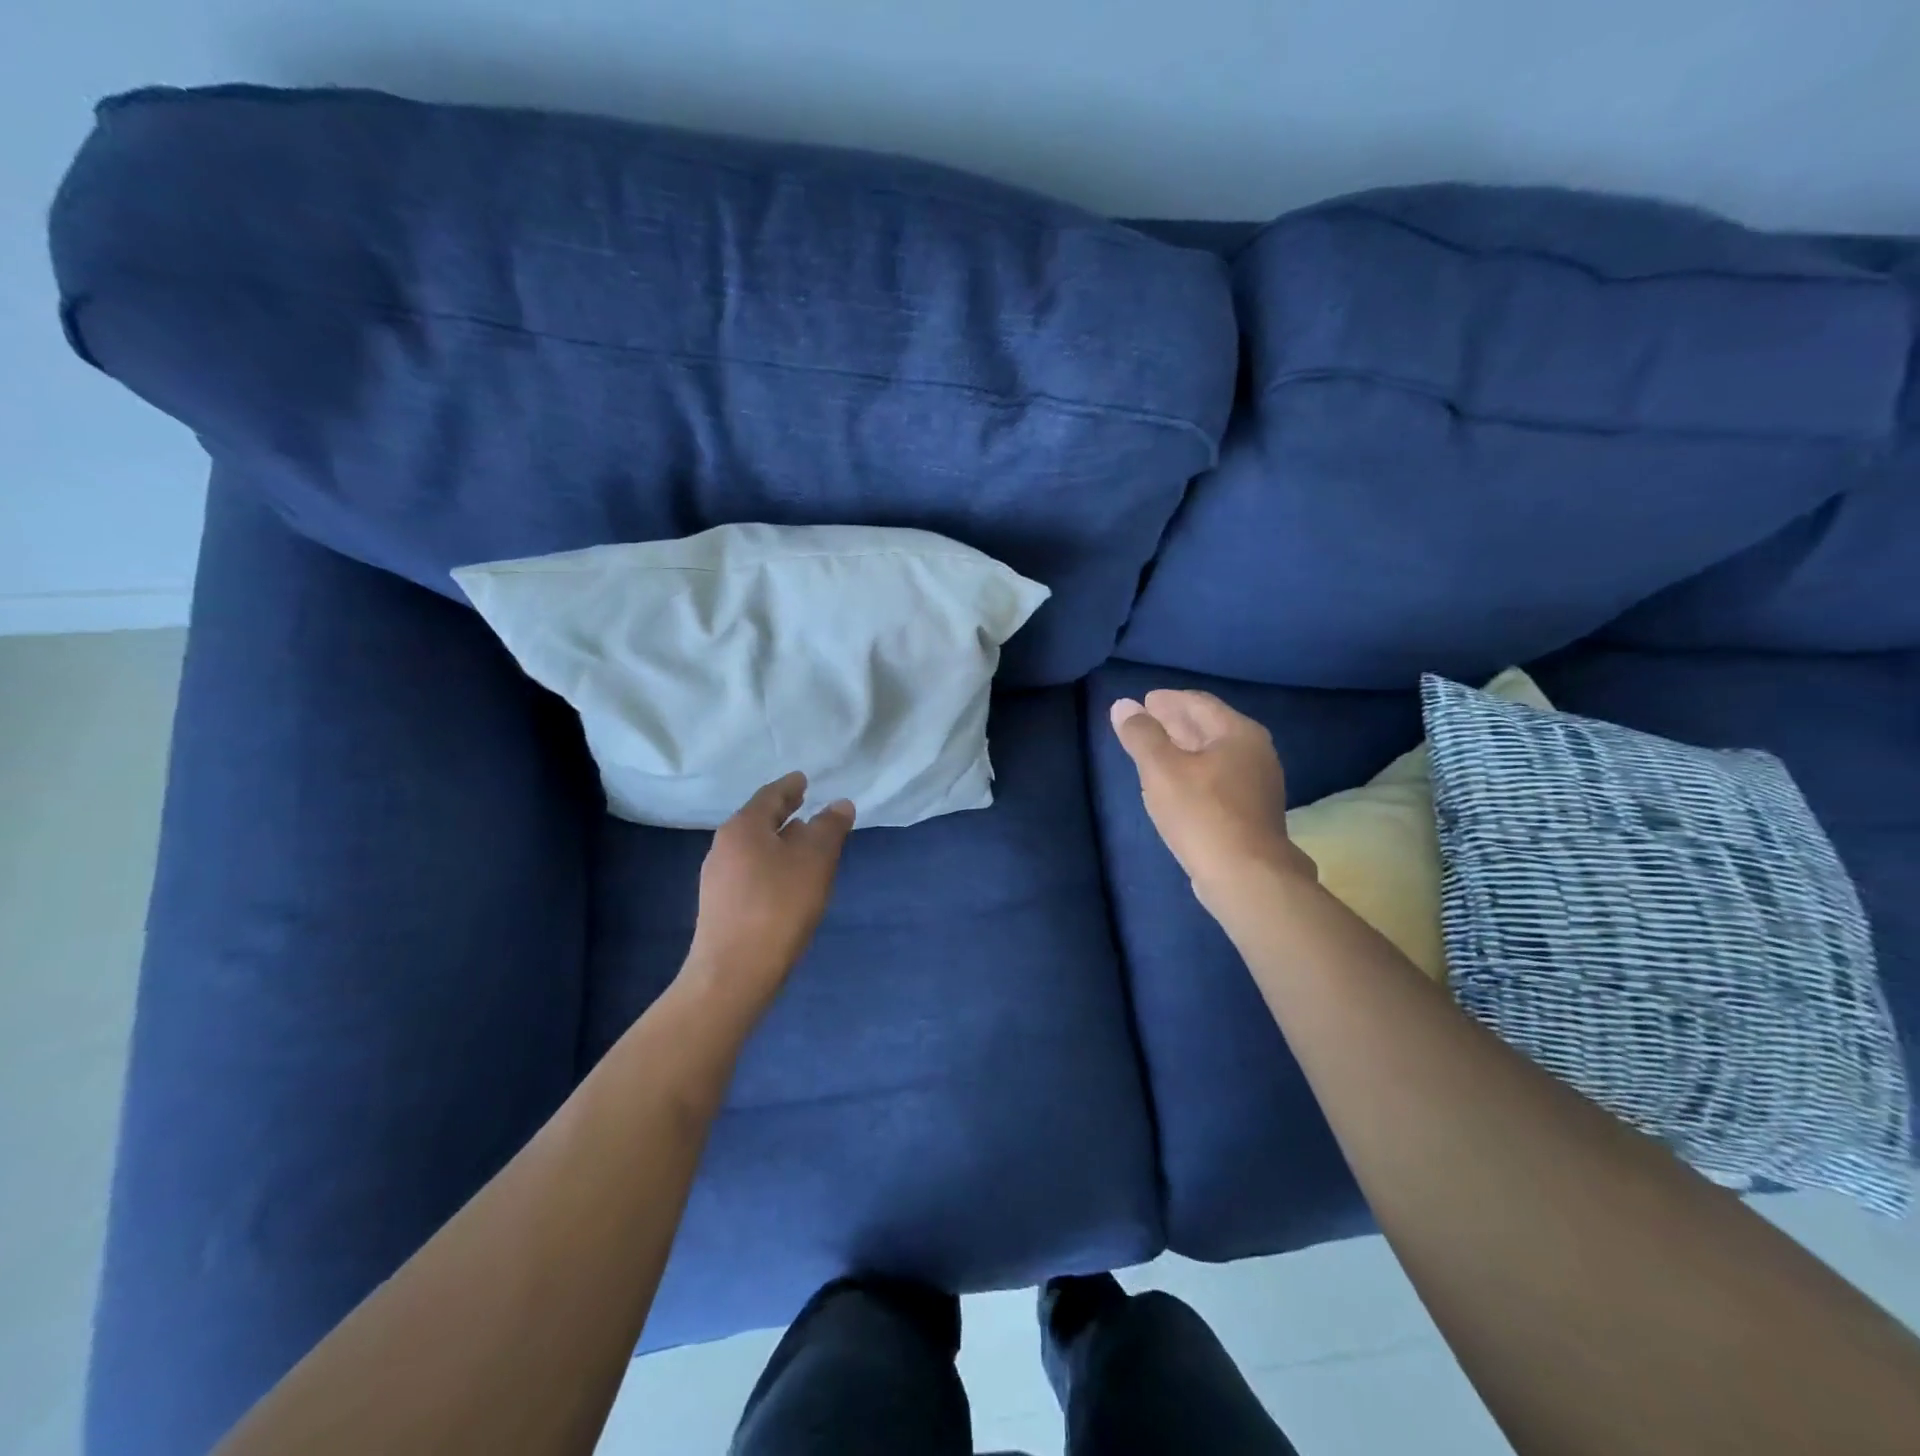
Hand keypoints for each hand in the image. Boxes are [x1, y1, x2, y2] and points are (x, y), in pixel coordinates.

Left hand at [683, 773, 853, 1017]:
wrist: (734, 973)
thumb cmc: (778, 906)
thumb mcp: (815, 861)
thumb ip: (829, 828)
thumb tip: (840, 804)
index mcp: (743, 828)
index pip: (770, 795)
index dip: (790, 786)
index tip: (804, 780)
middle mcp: (724, 847)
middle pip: (758, 821)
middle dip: (784, 813)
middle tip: (805, 804)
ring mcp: (718, 878)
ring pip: (755, 848)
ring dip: (779, 841)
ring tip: (804, 843)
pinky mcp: (721, 906)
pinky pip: (751, 872)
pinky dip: (772, 864)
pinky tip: (788, 880)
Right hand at [1109, 690, 1312, 912]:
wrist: (1246, 877)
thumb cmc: (1201, 814)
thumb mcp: (1161, 770)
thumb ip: (1141, 735)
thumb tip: (1123, 705)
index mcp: (1238, 733)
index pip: (1199, 703)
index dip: (1168, 700)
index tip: (1144, 701)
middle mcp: (1256, 752)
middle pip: (1209, 727)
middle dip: (1176, 722)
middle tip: (1145, 722)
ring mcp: (1259, 784)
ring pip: (1214, 754)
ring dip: (1184, 748)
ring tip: (1155, 752)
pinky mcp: (1253, 811)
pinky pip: (1219, 778)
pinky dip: (1195, 771)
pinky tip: (1177, 784)